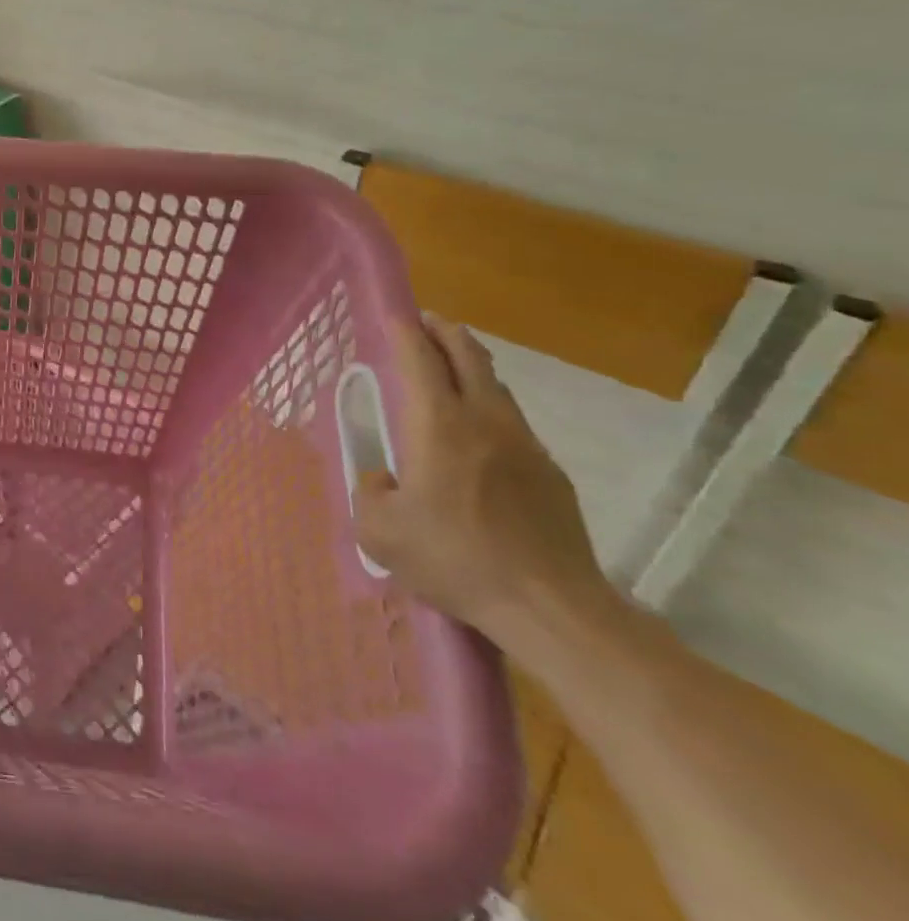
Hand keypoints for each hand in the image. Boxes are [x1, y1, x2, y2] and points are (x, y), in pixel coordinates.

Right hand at [353, 314, 617, 646]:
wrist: (550, 606)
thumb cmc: (455, 559)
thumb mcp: (379, 531)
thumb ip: (369, 493)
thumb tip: (384, 479)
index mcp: (438, 426)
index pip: (421, 360)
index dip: (405, 332)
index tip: (396, 314)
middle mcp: (484, 421)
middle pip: (469, 357)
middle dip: (446, 332)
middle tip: (427, 322)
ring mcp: (524, 445)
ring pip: (496, 386)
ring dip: (471, 366)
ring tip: (451, 368)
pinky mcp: (550, 473)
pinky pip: (513, 422)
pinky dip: (490, 407)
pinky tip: (479, 434)